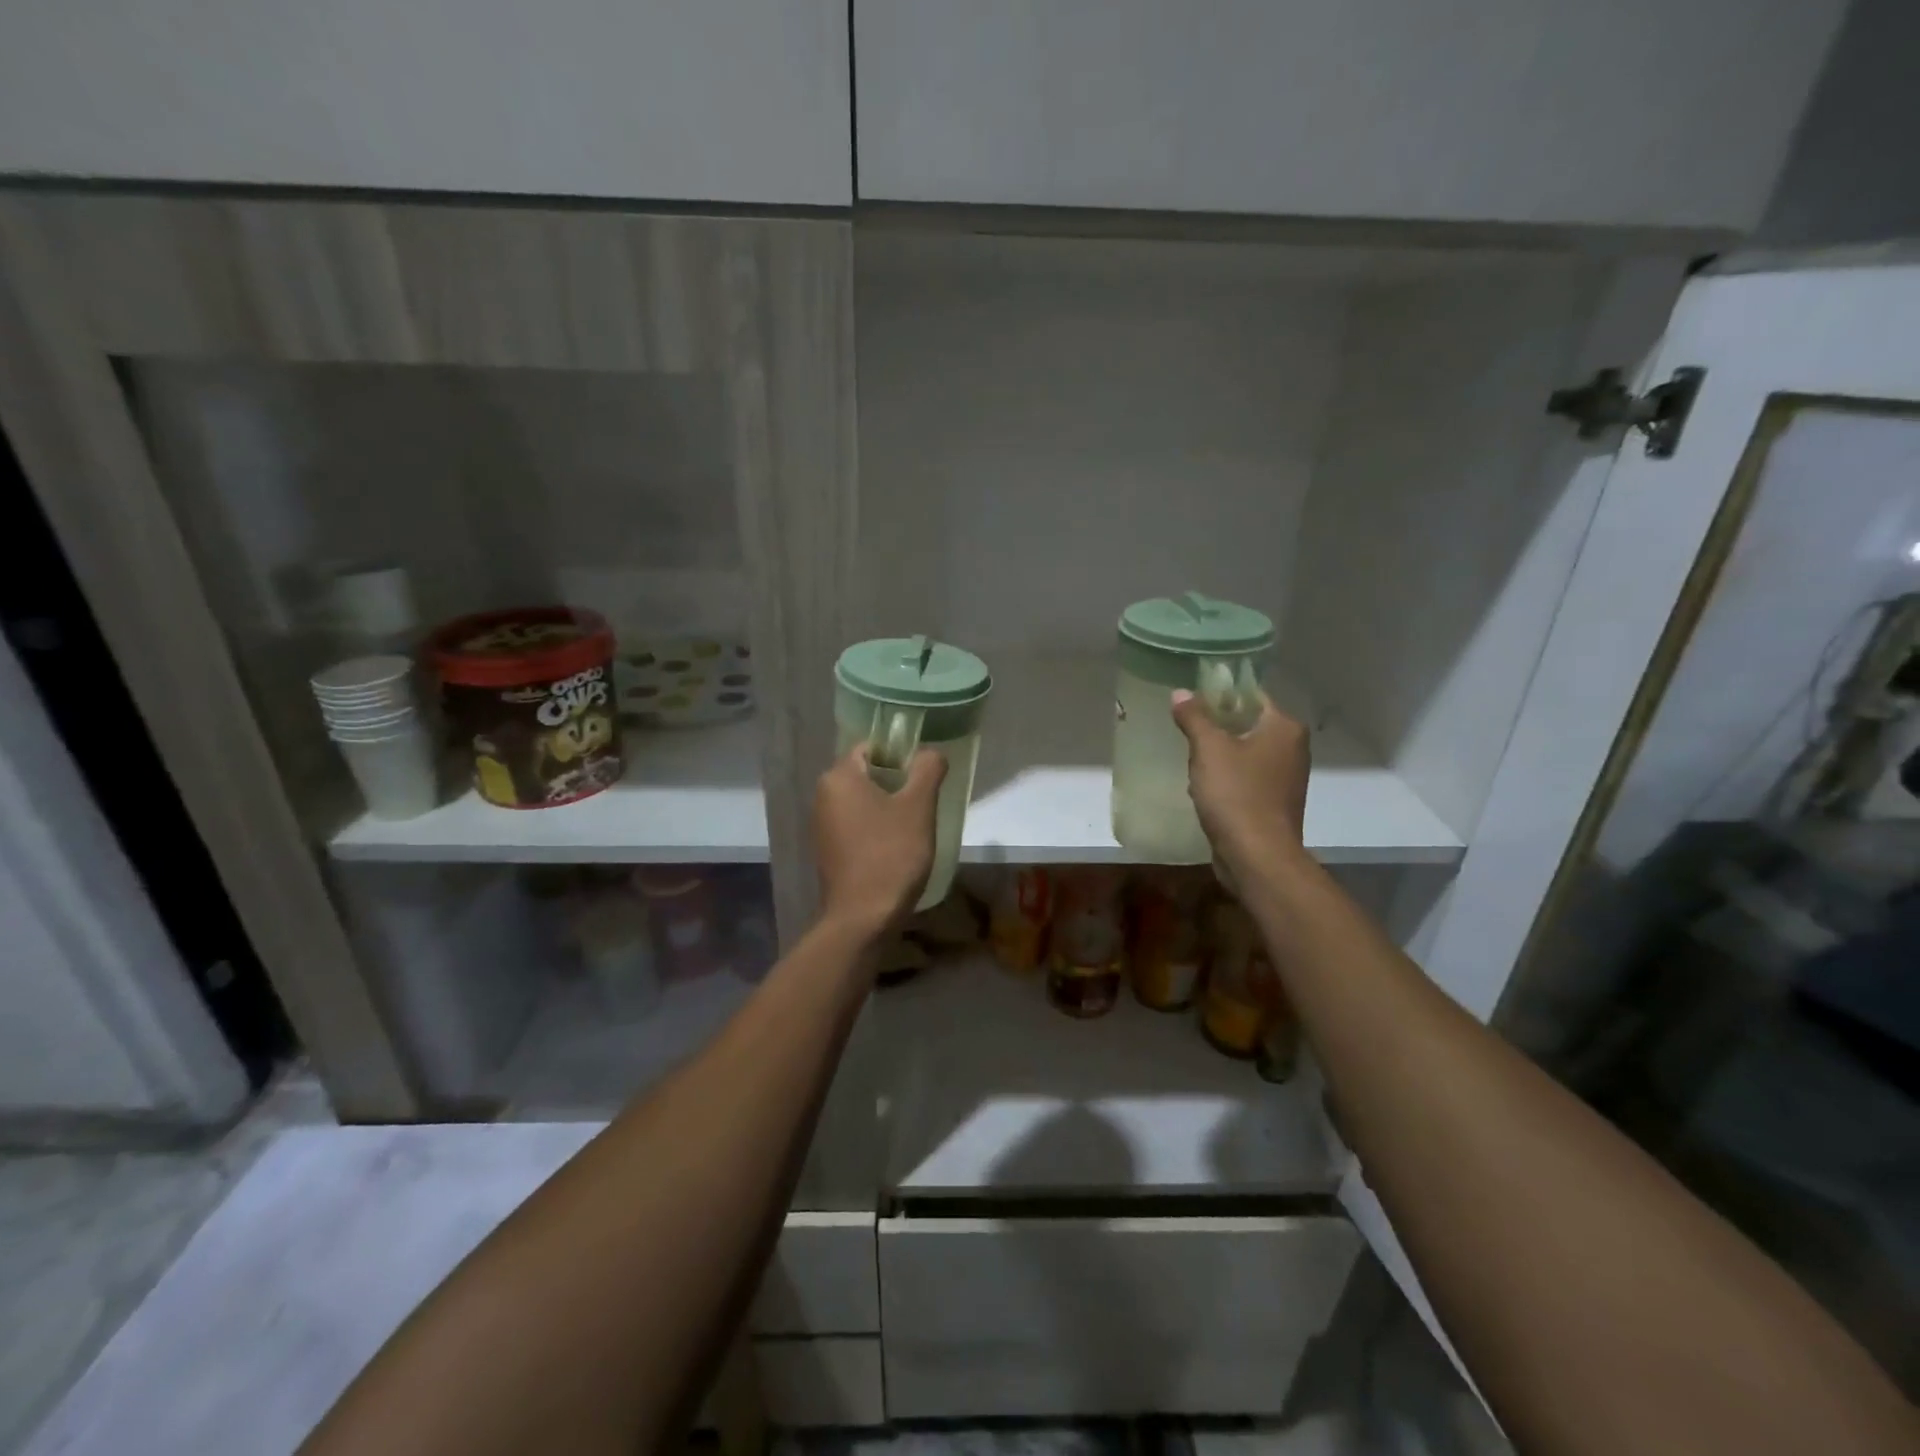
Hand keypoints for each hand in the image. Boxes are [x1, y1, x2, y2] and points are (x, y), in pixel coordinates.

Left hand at [813, 744, 946, 937]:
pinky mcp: (828, 850)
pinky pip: (856, 825)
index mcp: (838, 777)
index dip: (900, 755)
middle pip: (866, 774)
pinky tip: (897, 847)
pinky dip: (876, 828)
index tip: (924, 775)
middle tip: (924, 801)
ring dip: (888, 807)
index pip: (871, 747)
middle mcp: (823, 796)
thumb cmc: (891, 854)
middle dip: (896, 783)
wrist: (863, 917)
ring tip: (914, 825)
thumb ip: (927, 769)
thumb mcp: (919, 807)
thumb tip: (930, 753)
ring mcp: (822, 825)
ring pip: (862, 801)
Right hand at [1171, 689, 1309, 884]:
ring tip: (1190, 759)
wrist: (1258, 856)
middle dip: (1217, 727)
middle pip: (1248, 724)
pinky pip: (1247, 778)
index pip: (1252, 696)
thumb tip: (1180, 692)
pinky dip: (1227, 779)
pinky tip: (1204, 787)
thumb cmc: (1236, 794)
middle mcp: (1293, 748)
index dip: (1221, 694)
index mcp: (1285, 728)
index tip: (1192, 700)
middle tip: (1186, 729)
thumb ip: (1194, 717)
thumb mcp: (1208, 749)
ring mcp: (1286, 778)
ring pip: (1246, 753)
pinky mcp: (1275, 803)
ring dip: (1219, 755)